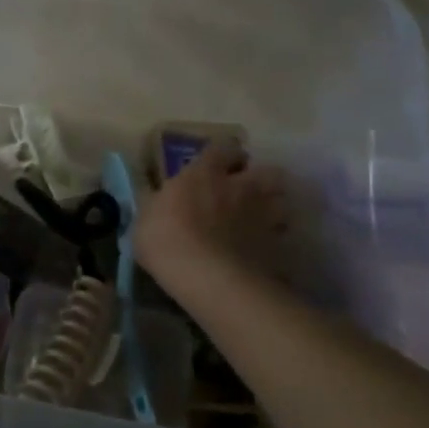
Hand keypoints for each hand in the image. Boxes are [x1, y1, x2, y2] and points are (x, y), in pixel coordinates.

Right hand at [134, 138, 298, 286]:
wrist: (208, 279)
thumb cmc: (167, 240)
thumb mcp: (146, 218)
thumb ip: (157, 205)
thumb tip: (156, 201)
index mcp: (205, 174)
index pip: (223, 148)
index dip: (224, 154)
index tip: (220, 163)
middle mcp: (239, 188)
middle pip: (267, 172)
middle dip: (261, 178)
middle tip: (247, 190)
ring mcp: (263, 217)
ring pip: (283, 203)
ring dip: (274, 208)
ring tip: (261, 220)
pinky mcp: (277, 248)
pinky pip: (282, 240)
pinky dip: (276, 243)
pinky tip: (264, 253)